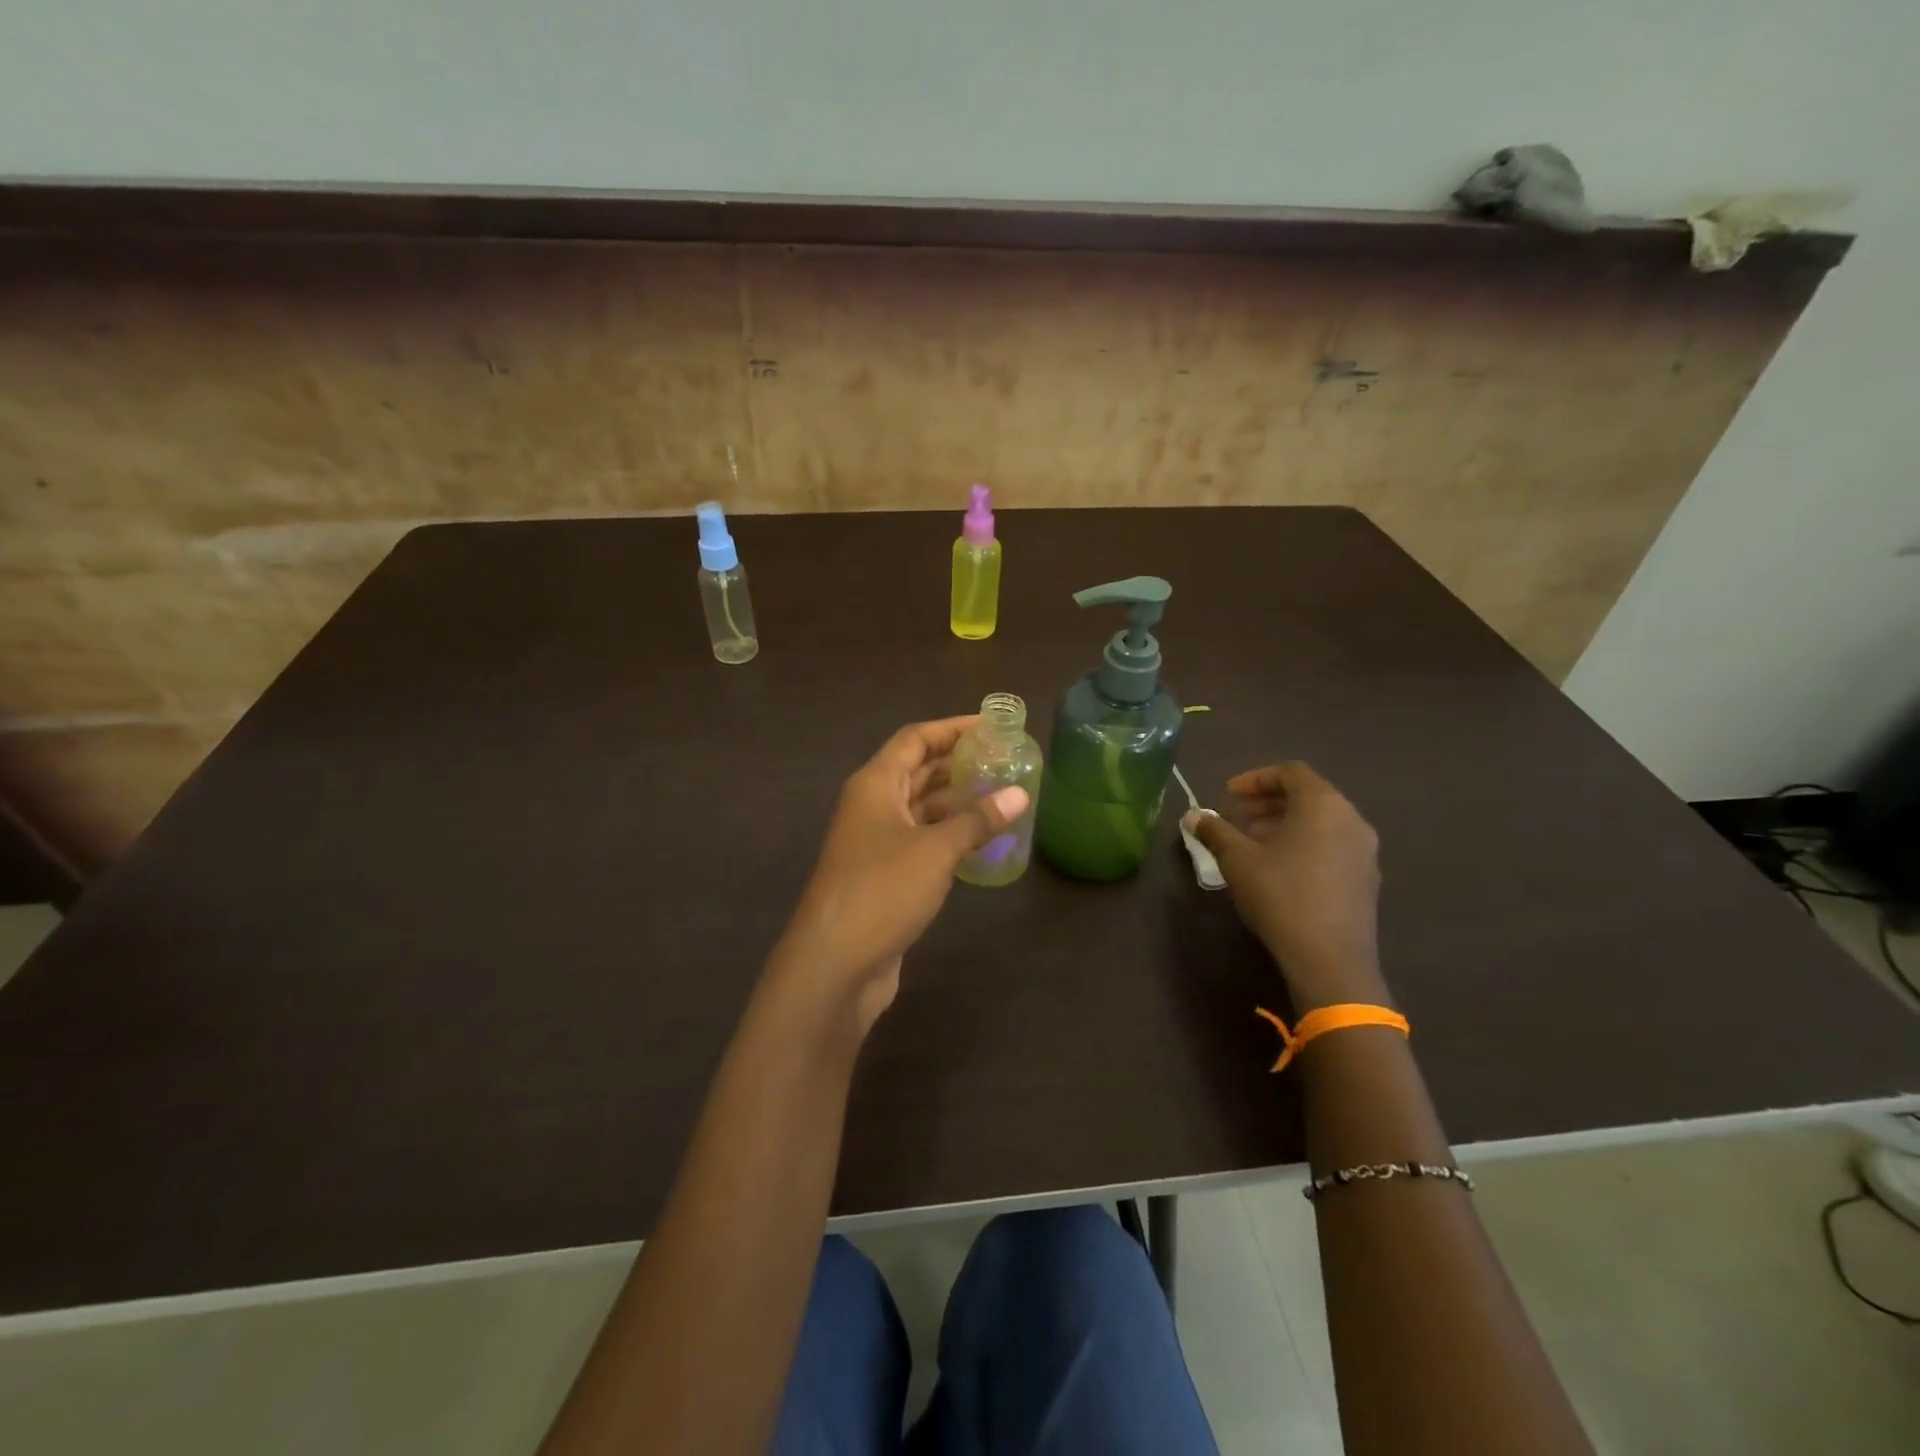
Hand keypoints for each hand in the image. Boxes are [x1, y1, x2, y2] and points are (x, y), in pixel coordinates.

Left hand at [772, 716, 1029, 1028]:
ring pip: (921, 808)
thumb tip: (1018, 795)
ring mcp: (875, 842)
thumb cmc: (881, 890)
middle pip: (917, 770)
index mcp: (875, 784)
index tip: (991, 727)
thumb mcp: (935, 850)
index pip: (915, 739)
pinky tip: (981, 840)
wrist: (834, 963)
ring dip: (956, 800)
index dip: (952, 728)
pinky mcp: (884, 875)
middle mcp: (872, 805)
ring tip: (1001, 796)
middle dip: (958, 763)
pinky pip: (921, 840)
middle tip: (1004, 761)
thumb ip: (978, 820)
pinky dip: (949, 834)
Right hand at [1188, 763, 1385, 1011]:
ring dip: (1284, 824)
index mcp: (1323, 805)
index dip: (1255, 779)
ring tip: (1253, 844)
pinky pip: (1332, 845)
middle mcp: (1351, 820)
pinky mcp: (1366, 879)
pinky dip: (1304, 844)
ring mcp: (1364, 851)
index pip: (1290, 773)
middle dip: (1268, 803)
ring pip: (1320, 822)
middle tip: (1237, 818)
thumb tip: (1193, 816)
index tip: (1228, 795)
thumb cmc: (1281, 895)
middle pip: (1308, 796)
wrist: (1330, 960)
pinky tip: (1278, 869)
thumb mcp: (1237, 860)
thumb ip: (1215, 831)